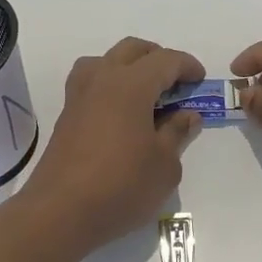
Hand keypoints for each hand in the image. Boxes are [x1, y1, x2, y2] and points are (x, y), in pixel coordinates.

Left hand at [20, 38, 203, 253]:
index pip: (165, 60)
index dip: (187, 66)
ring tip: (144, 93)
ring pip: (105, 60)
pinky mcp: (66, 115)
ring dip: (128, 66)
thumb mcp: (165, 165)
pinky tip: (120, 113)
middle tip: (175, 82)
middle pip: (132, 49)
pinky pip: (90, 82)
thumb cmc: (121, 186)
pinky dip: (109, 85)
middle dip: (158, 58)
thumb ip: (177, 133)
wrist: (60, 212)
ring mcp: (79, 96)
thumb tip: (187, 115)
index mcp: (131, 84)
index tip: (200, 79)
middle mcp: (102, 79)